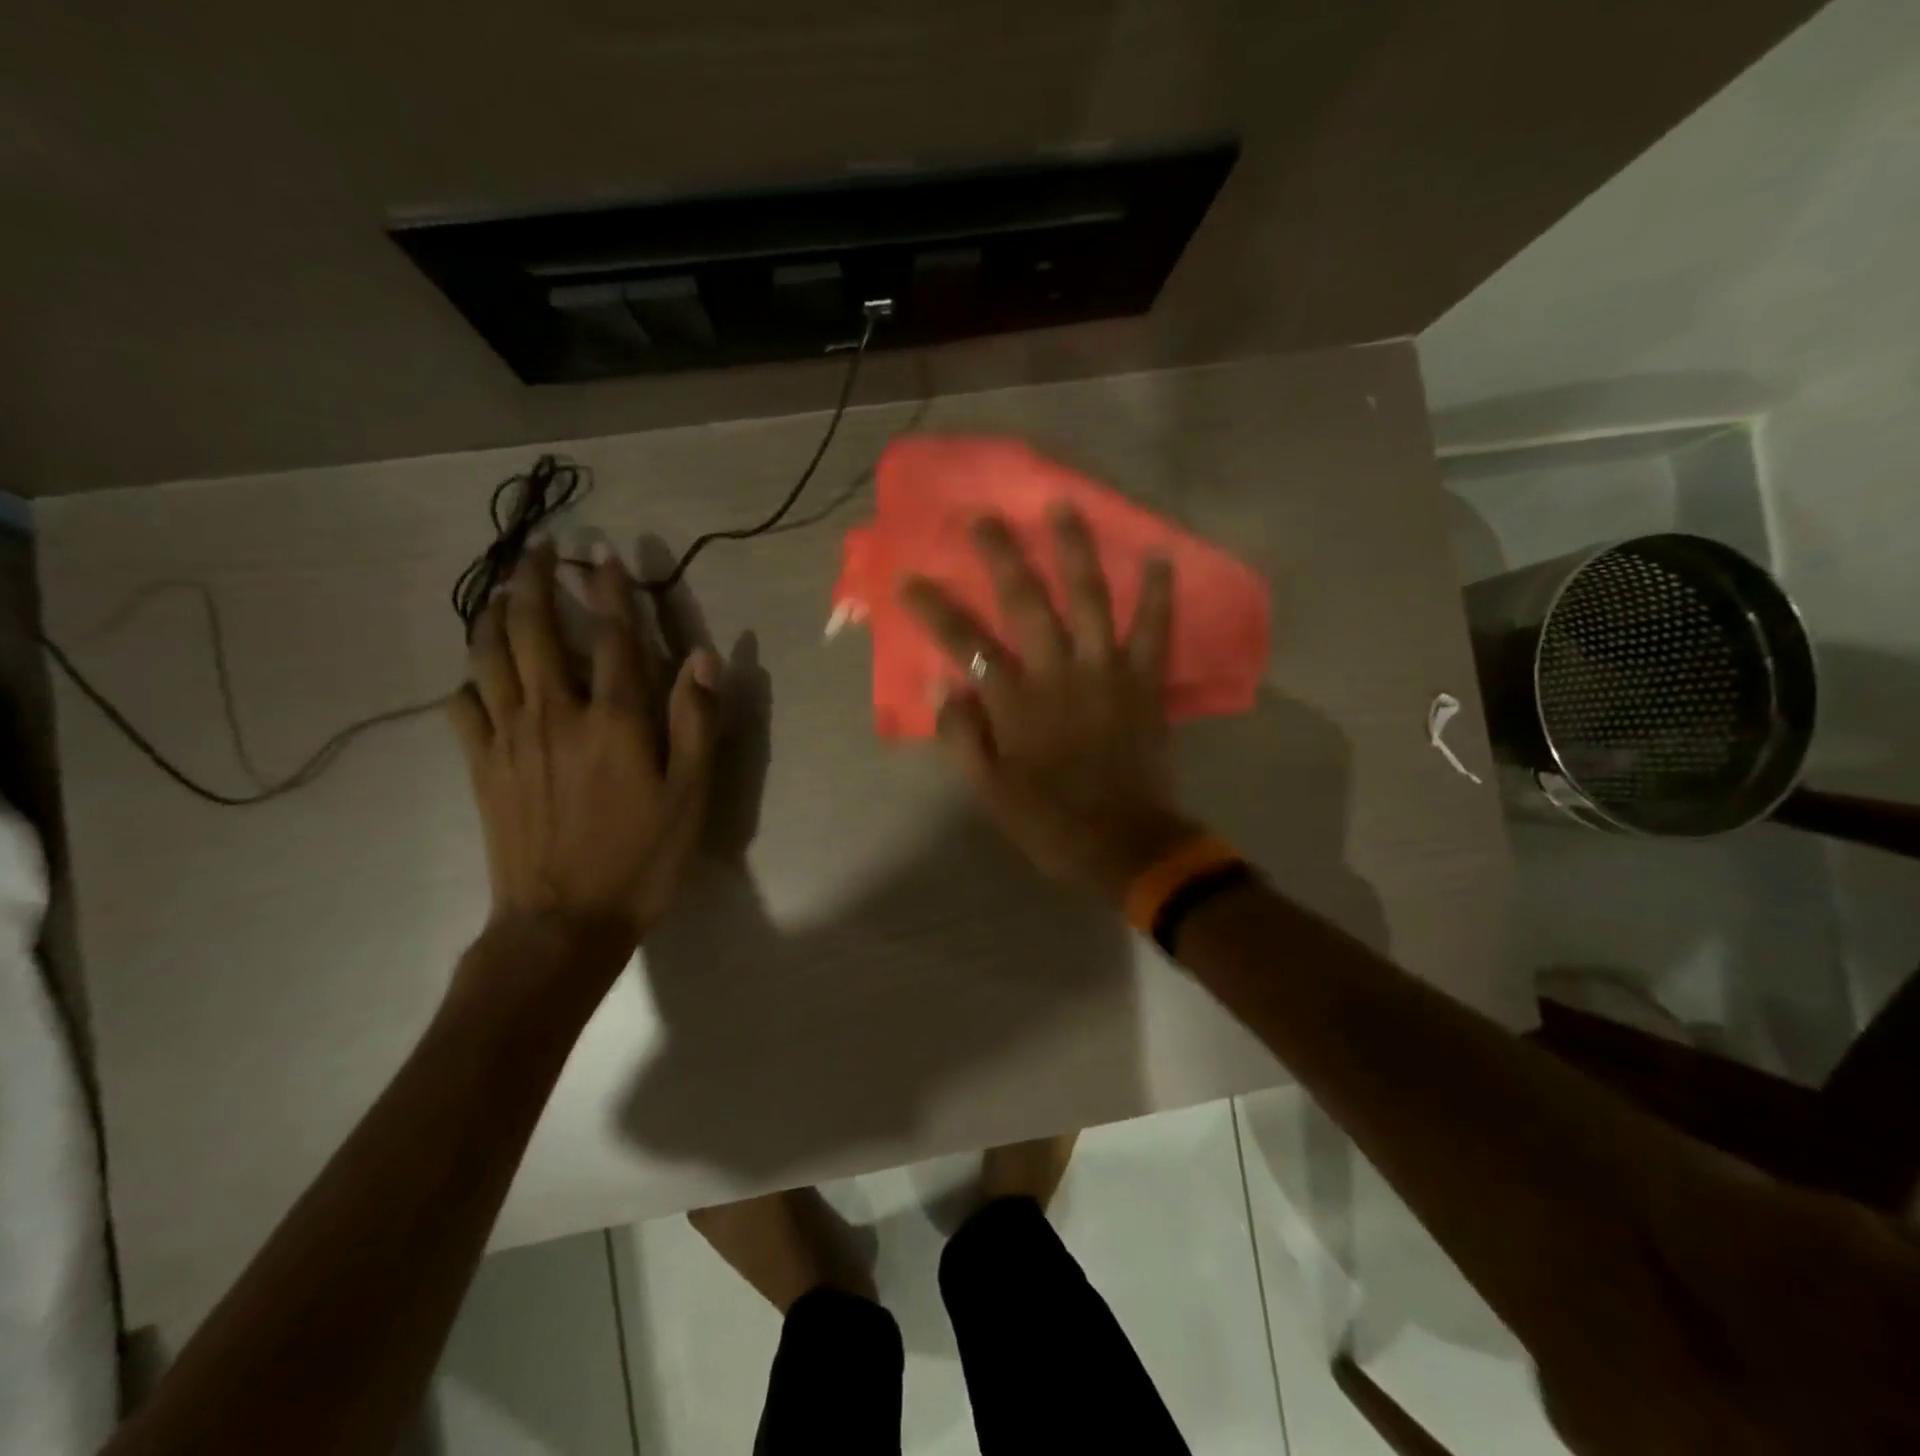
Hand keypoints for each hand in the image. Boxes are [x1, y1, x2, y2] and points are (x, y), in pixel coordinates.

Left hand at [448, 543, 718, 951]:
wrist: (563, 921)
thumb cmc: (640, 857)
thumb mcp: (690, 794)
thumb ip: (696, 721)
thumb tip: (701, 658)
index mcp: (612, 718)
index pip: (611, 635)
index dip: (609, 588)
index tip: (602, 551)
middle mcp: (554, 713)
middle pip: (533, 629)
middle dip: (535, 581)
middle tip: (538, 550)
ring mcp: (509, 738)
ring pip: (488, 657)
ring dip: (492, 614)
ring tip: (499, 591)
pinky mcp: (481, 766)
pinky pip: (463, 706)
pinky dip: (469, 679)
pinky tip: (478, 676)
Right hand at [901, 507, 1200, 900]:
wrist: (1124, 844)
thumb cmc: (1049, 821)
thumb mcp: (988, 791)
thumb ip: (961, 735)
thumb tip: (939, 684)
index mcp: (1014, 701)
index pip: (964, 642)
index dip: (933, 607)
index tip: (908, 577)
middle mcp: (1057, 672)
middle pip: (1025, 600)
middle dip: (1001, 554)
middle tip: (985, 516)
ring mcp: (1105, 671)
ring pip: (1089, 597)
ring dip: (1074, 549)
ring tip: (1063, 506)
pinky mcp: (1145, 681)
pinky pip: (1154, 629)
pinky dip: (1159, 593)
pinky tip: (1160, 555)